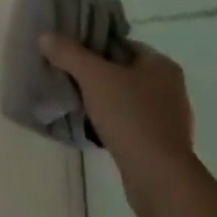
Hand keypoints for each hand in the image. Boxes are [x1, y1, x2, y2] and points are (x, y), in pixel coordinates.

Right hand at [40, 35, 195, 201]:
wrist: (159, 180)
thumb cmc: (130, 116)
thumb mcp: (93, 76)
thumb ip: (68, 53)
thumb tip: (45, 36)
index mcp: (161, 65)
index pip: (120, 44)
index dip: (93, 44)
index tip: (69, 51)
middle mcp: (170, 89)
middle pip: (122, 71)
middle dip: (96, 74)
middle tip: (67, 74)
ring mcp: (168, 120)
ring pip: (125, 99)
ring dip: (102, 100)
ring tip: (75, 100)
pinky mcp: (161, 147)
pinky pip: (129, 124)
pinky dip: (111, 123)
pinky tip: (91, 127)